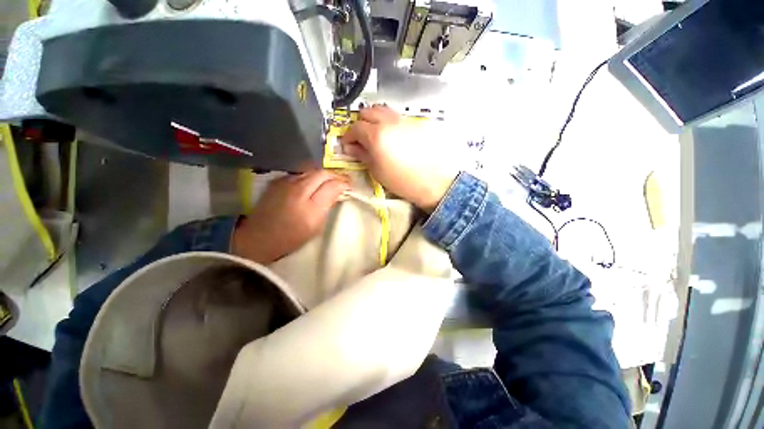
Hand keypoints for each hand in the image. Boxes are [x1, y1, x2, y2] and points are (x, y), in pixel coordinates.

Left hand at [232, 170, 349, 263]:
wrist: (258, 237)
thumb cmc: (291, 237)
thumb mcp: (316, 227)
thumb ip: (327, 207)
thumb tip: (336, 194)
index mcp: (311, 207)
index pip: (332, 185)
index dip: (344, 183)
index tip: (349, 186)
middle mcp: (298, 190)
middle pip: (322, 173)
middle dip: (335, 175)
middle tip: (343, 180)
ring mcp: (286, 183)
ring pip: (311, 170)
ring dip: (324, 174)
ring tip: (330, 180)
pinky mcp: (277, 181)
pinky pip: (299, 173)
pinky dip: (310, 176)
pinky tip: (313, 182)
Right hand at [340, 106, 456, 211]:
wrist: (433, 182)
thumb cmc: (402, 181)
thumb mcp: (377, 171)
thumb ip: (362, 154)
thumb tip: (350, 147)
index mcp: (376, 135)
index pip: (355, 127)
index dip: (348, 136)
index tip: (348, 144)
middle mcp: (389, 122)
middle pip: (367, 112)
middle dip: (360, 123)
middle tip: (361, 138)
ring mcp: (404, 120)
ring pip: (383, 110)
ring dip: (375, 119)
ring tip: (376, 135)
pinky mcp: (415, 123)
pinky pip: (397, 116)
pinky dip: (389, 122)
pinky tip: (393, 136)